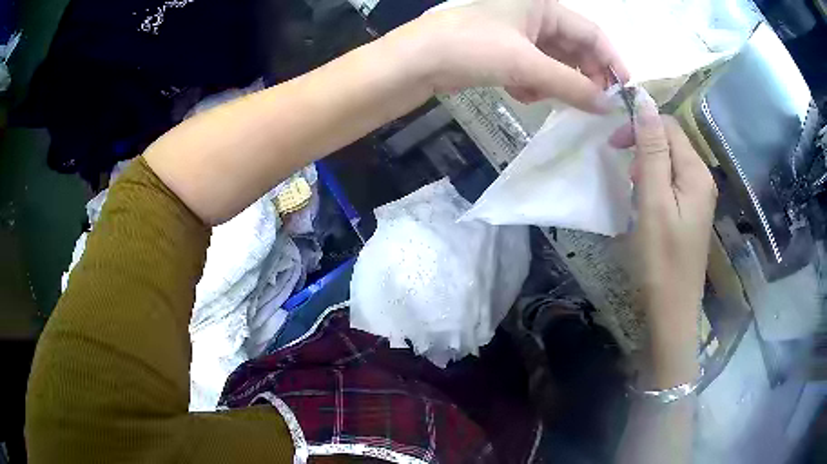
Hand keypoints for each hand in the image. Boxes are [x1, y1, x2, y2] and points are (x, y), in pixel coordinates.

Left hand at [389, 0, 628, 111]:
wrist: (416, 62)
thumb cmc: (473, 49)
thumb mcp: (527, 65)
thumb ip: (572, 85)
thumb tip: (608, 107)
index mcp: (543, 5)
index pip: (591, 33)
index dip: (611, 61)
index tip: (624, 91)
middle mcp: (534, 15)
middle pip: (575, 49)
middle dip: (582, 77)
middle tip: (590, 105)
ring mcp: (518, 33)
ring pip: (555, 62)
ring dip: (555, 83)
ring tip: (543, 96)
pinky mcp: (504, 51)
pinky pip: (534, 69)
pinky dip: (533, 84)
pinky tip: (522, 93)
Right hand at [609, 96, 716, 384]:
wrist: (672, 309)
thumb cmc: (660, 259)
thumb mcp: (653, 201)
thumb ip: (651, 150)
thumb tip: (644, 101)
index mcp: (695, 172)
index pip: (669, 126)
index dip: (641, 125)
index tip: (614, 144)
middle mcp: (702, 178)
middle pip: (672, 141)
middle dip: (644, 144)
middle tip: (622, 168)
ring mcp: (698, 196)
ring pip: (670, 160)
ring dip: (647, 163)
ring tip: (632, 187)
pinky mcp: (691, 211)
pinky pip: (672, 181)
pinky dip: (654, 181)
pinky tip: (645, 200)